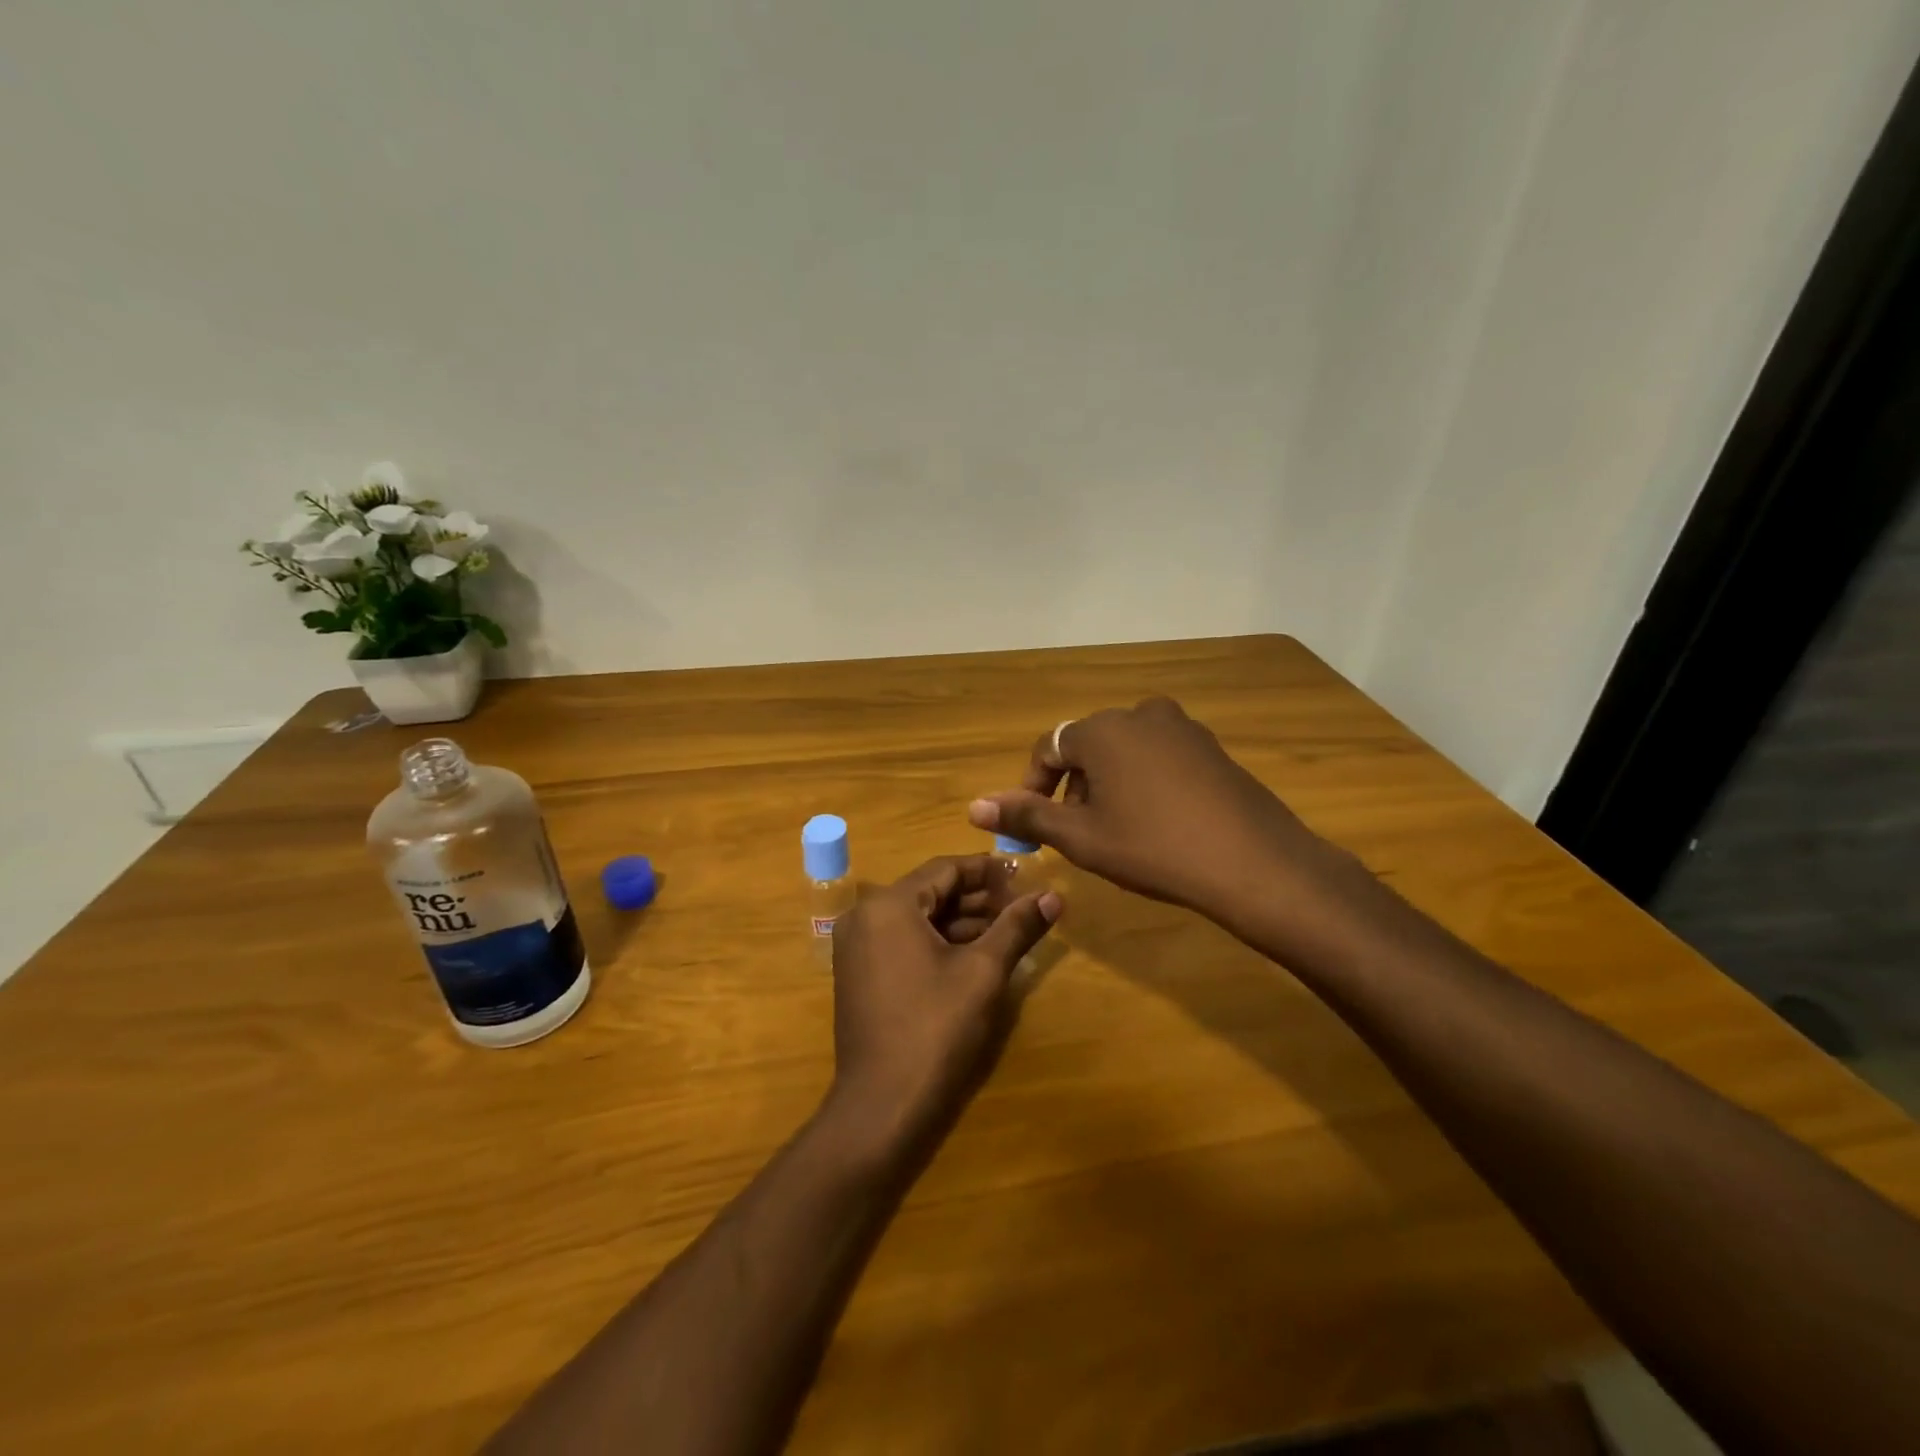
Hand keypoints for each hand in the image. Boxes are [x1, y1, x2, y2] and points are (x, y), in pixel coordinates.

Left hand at [827, 855, 1060, 1153]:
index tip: (1025, 875)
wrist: (883, 1105)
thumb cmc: (935, 1028)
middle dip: (979, 898)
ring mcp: (858, 947)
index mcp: (889, 905)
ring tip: (1010, 930)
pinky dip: (940, 942)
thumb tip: (1053, 896)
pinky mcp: (861, 975)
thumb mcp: (983, 972)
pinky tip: (978, 954)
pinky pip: (905, 941)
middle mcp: (865, 917)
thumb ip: (1017, 926)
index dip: (988, 870)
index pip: (945, 868)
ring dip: (963, 922)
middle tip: (1023, 905)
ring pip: (919, 919)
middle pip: (931, 892)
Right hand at [967, 698, 1359, 935]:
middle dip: (1073, 788)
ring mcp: (1182, 727)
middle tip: (1079, 835)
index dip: (1032, 787)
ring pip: (1124, 752)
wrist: (1253, 863)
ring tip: (1117, 832)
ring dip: (1108, 785)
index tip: (1034, 826)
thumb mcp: (1082, 837)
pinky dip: (1144, 782)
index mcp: (1102, 729)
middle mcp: (1140, 714)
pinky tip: (1158, 823)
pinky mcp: (1211, 747)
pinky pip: (1159, 757)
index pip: (1048, 748)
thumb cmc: (1153, 848)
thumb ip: (1027, 816)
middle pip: (1087, 747)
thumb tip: (975, 807)